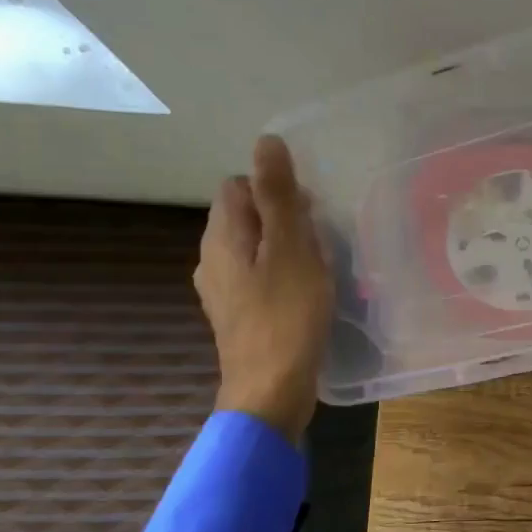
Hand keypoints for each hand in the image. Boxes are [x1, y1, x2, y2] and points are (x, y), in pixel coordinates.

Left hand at [196, 135, 335, 443]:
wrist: (270, 390)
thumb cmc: (287, 316)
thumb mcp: (291, 248)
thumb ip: (278, 195)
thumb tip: (266, 141)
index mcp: (222, 234)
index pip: (239, 184)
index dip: (276, 190)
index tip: (309, 215)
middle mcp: (211, 256)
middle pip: (246, 216)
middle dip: (284, 221)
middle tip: (319, 245)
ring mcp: (220, 290)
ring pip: (254, 249)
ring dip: (285, 251)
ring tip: (318, 272)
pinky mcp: (235, 315)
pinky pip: (257, 278)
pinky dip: (280, 278)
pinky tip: (304, 298)